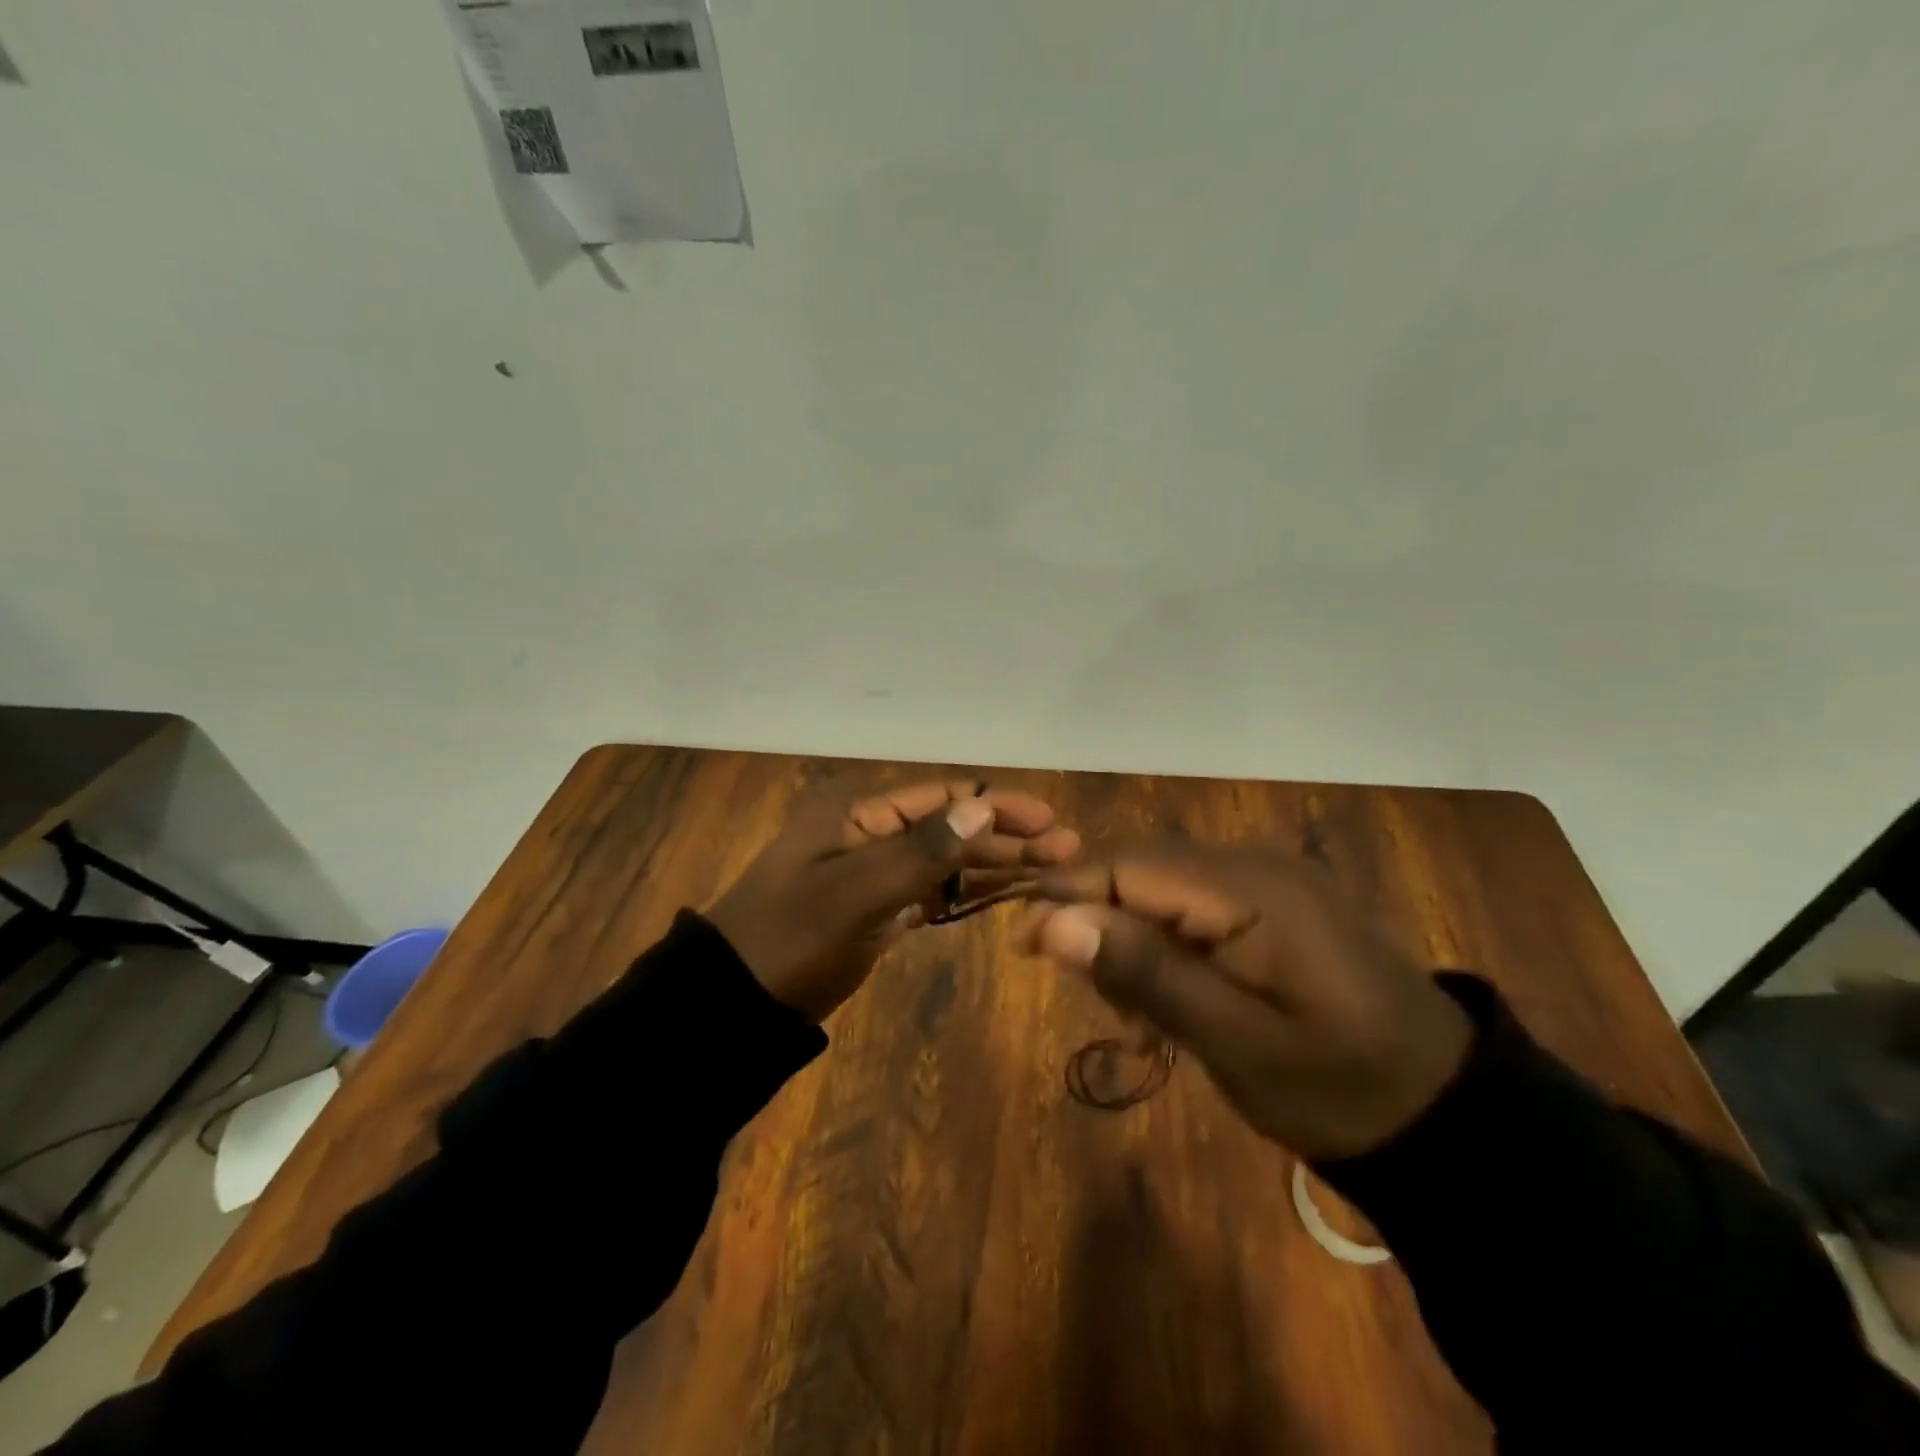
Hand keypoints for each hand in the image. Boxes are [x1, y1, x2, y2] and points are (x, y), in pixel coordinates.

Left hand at [709, 779, 1078, 1021]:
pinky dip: (967, 891)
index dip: (998, 804)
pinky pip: (932, 892)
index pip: (943, 797)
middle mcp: (871, 831)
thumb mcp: (853, 894)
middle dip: (1007, 835)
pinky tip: (1006, 894)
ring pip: (946, 860)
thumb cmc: (790, 939)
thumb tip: (982, 808)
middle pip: (952, 826)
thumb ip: (919, 852)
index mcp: (859, 812)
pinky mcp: (877, 908)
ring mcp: (874, 871)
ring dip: (995, 862)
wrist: (733, 1002)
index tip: (1049, 820)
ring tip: (1050, 870)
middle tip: (1065, 850)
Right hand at [1019, 845, 1471, 1159]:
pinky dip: (1167, 944)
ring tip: (1139, 1017)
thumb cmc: (1338, 1085)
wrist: (1446, 1110)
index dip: (1066, 896)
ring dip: (1132, 939)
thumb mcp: (1236, 1042)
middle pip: (1140, 868)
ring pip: (1161, 885)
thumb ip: (1146, 974)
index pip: (1127, 865)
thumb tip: (1053, 922)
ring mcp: (1267, 879)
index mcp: (1248, 888)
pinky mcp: (1273, 902)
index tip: (1022, 948)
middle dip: (1099, 922)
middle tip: (1095, 999)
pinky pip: (1194, 903)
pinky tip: (1177, 997)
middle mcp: (1252, 863)